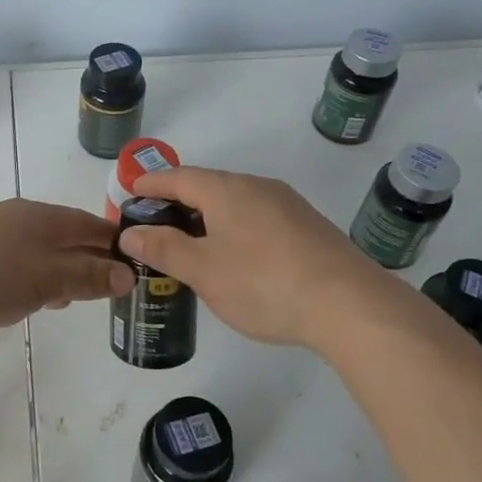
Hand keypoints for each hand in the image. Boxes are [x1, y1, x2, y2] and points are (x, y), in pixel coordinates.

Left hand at [0, 199, 133, 340]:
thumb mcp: (47, 278)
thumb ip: (87, 276)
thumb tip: (126, 273)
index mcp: (38, 215)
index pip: (87, 223)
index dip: (112, 240)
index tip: (136, 260)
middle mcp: (14, 219)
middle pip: (62, 236)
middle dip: (87, 258)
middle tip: (110, 285)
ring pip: (36, 252)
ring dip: (58, 272)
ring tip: (75, 297)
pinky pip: (12, 267)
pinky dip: (30, 281)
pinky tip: (31, 301)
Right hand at [119, 166, 399, 350]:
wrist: (349, 305)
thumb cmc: (263, 283)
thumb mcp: (203, 270)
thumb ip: (164, 248)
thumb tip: (131, 232)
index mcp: (227, 190)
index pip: (178, 176)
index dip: (151, 184)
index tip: (131, 192)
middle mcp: (258, 187)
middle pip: (208, 187)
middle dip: (178, 202)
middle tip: (155, 225)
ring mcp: (288, 206)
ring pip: (236, 204)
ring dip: (208, 218)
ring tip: (192, 244)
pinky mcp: (309, 228)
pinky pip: (259, 219)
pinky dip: (235, 230)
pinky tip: (237, 258)